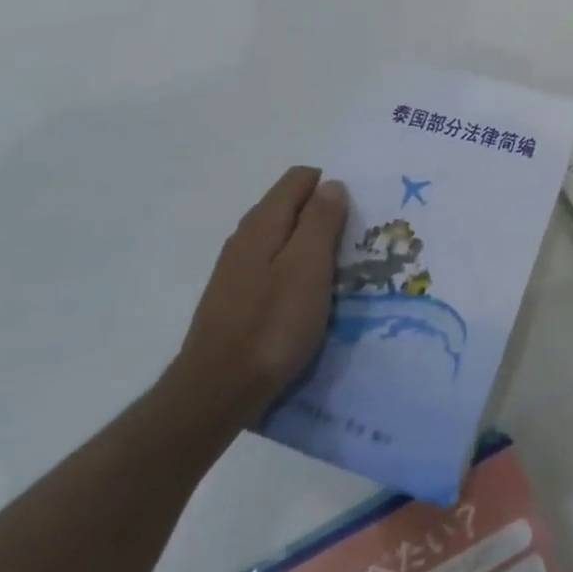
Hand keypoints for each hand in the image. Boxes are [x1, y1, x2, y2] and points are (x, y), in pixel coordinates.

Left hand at [165, 167, 349, 426]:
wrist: (216, 392)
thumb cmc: (272, 324)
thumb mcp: (308, 266)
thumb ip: (321, 220)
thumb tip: (332, 184)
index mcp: (263, 222)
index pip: (300, 178)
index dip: (331, 188)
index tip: (356, 216)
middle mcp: (246, 237)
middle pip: (292, 207)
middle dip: (325, 218)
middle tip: (355, 247)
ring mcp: (237, 269)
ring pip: (285, 240)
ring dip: (313, 248)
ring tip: (339, 275)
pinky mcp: (237, 298)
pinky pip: (275, 268)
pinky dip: (297, 273)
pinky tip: (310, 300)